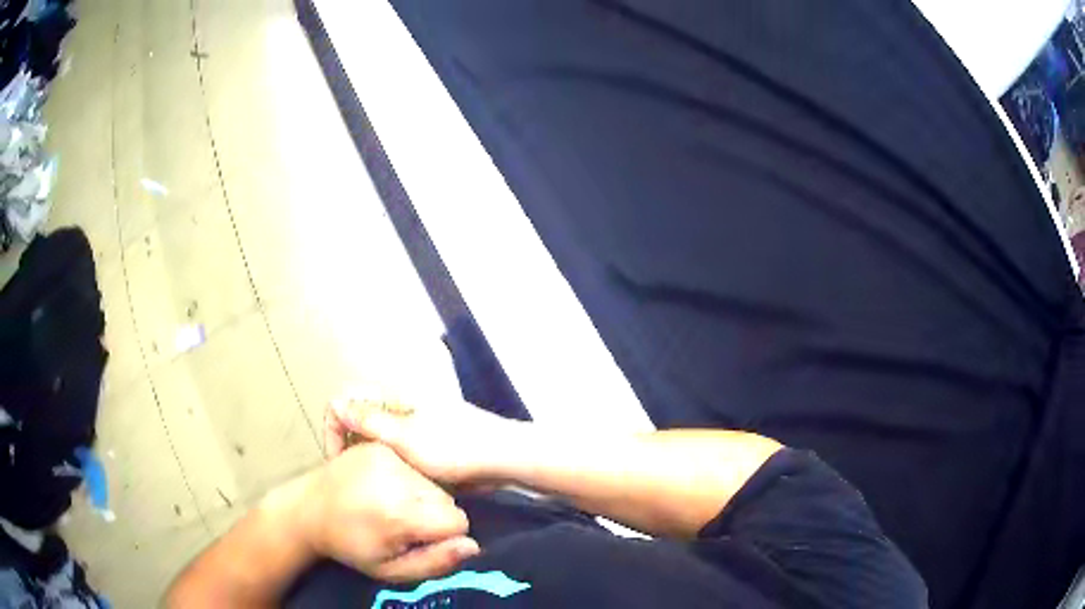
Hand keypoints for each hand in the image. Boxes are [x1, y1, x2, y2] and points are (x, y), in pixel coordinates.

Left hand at [275, 441, 480, 581]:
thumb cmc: (351, 546)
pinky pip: (413, 465)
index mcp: (398, 514)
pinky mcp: (377, 445)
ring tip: (392, 506)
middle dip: (434, 515)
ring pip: (431, 481)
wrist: (308, 509)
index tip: (423, 540)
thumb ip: (435, 562)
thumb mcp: (391, 570)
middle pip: (446, 499)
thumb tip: (472, 545)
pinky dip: (407, 480)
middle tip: (404, 524)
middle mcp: (396, 478)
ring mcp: (385, 456)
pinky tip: (384, 489)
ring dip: (422, 497)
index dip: (446, 535)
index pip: (457, 520)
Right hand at [329, 390, 518, 485]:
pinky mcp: (427, 446)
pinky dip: (388, 467)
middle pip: (361, 422)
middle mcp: (401, 408)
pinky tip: (385, 486)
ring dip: (368, 459)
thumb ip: (370, 422)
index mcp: (395, 398)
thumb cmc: (455, 447)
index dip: (335, 427)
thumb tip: (335, 403)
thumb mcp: (407, 439)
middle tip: (346, 476)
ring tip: (362, 484)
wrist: (503, 459)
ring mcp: (415, 427)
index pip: (348, 402)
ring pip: (378, 441)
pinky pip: (397, 454)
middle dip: (349, 447)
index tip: (334, 458)